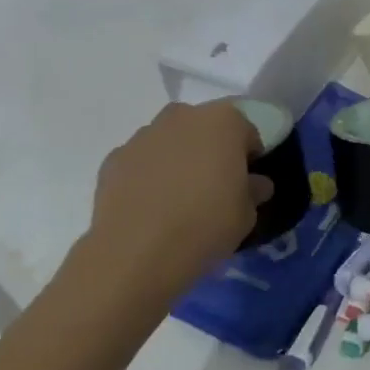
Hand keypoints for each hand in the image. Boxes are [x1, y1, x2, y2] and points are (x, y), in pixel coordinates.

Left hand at [85, 101, 271, 296]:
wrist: (136, 253)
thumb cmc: (205, 225)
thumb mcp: (246, 215)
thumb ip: (253, 191)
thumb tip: (255, 184)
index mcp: (223, 122)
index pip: (247, 131)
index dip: (250, 157)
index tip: (247, 182)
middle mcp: (182, 117)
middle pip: (205, 129)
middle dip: (212, 151)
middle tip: (215, 187)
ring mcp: (143, 135)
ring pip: (170, 142)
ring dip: (178, 160)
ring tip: (179, 200)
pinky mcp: (114, 158)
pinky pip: (142, 162)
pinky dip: (148, 176)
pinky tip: (151, 208)